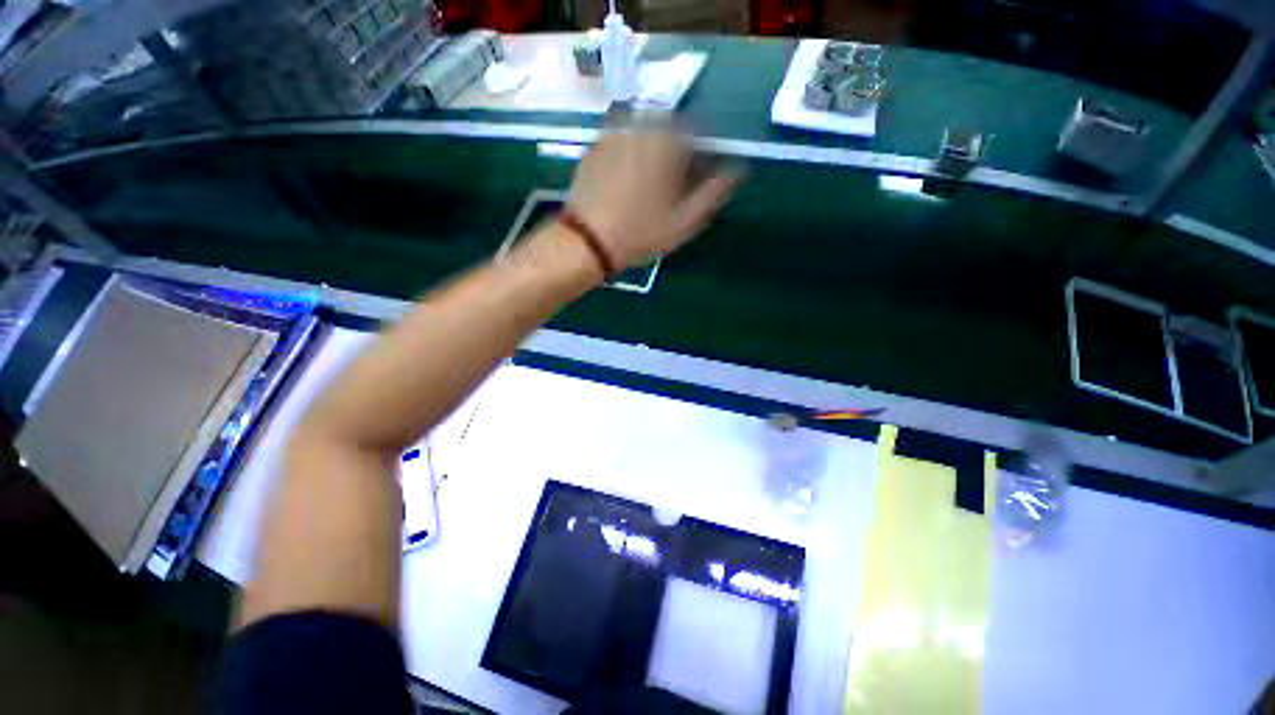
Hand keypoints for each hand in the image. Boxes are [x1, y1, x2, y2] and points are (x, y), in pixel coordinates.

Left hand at [566, 124, 741, 269]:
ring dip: (652, 151)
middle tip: (670, 186)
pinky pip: (621, 140)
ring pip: (644, 132)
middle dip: (675, 151)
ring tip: (648, 187)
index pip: (697, 131)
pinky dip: (630, 154)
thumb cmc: (639, 234)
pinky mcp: (594, 147)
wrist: (587, 242)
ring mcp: (613, 134)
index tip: (696, 179)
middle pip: (669, 128)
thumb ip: (712, 193)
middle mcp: (639, 127)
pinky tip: (625, 182)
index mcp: (666, 142)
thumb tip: (736, 170)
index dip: (700, 154)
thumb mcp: (683, 222)